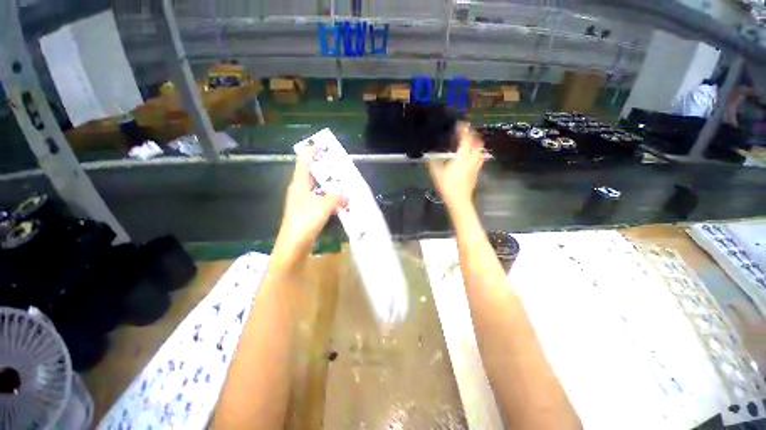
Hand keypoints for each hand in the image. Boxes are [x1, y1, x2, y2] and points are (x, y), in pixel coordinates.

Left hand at [272, 151, 344, 271]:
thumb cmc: (305, 222)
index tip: (320, 146)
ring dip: (327, 186)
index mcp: (299, 185)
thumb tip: (345, 195)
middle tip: (337, 165)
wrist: (293, 246)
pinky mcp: (306, 213)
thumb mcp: (324, 206)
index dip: (310, 153)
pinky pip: (319, 201)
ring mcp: (302, 203)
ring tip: (341, 183)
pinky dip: (328, 199)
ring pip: (316, 189)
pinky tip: (338, 202)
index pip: (303, 163)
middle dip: (322, 169)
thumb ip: (337, 197)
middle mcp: (298, 191)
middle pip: (310, 175)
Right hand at [427, 122, 485, 208]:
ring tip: (471, 142)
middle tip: (467, 131)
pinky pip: (479, 159)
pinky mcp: (476, 173)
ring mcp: (476, 166)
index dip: (464, 130)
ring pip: (480, 151)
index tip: (461, 124)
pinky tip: (471, 156)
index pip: (465, 139)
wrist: (459, 200)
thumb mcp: (437, 173)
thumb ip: (433, 163)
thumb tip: (429, 155)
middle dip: (473, 135)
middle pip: (477, 143)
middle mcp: (472, 159)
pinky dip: (477, 153)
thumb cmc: (448, 186)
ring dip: (477, 144)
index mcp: (462, 157)